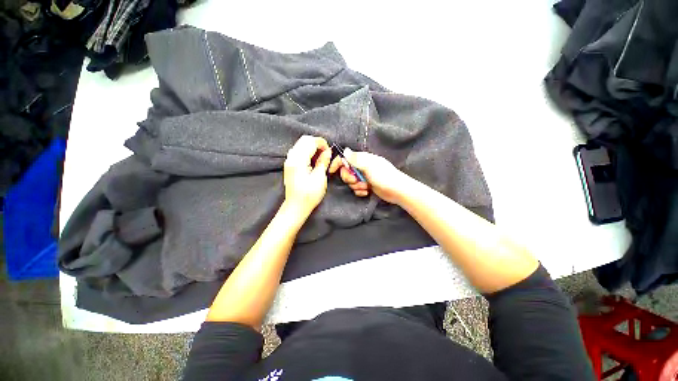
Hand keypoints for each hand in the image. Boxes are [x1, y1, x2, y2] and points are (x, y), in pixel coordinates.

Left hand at [283, 135, 332, 215]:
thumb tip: (328, 152)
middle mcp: (291, 158)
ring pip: (301, 144)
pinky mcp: (290, 165)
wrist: (296, 206)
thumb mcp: (320, 178)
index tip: (329, 152)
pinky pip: (298, 151)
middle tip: (326, 154)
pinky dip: (307, 152)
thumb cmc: (308, 195)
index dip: (322, 143)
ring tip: (321, 158)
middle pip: (304, 140)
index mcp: (299, 161)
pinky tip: (313, 161)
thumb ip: (323, 162)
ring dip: (312, 147)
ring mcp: (289, 161)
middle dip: (317, 143)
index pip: (310, 142)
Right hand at [329, 148, 408, 203]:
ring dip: (356, 186)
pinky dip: (360, 191)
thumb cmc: (384, 176)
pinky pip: (356, 189)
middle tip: (356, 180)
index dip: (337, 163)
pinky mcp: (366, 186)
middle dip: (349, 178)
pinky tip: (367, 192)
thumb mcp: (369, 165)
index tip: (331, 171)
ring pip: (351, 182)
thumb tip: (345, 150)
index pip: (345, 158)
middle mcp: (362, 167)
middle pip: (346, 171)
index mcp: (362, 159)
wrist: (397, 190)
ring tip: (366, 187)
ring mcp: (364, 177)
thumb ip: (355, 159)